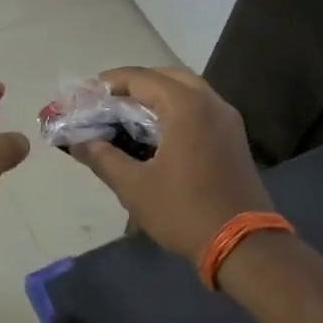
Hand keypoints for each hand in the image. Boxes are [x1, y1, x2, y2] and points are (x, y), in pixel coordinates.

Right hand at [68, 66, 271, 264]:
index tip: (85, 95)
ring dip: (157, 95)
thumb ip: (102, 157)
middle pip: (166, 76)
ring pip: (187, 90)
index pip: (140, 78)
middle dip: (135, 84)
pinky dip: (176, 109)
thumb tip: (78, 142)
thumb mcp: (134, 187)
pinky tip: (157, 132)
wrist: (244, 246)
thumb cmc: (185, 211)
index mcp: (186, 106)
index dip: (109, 83)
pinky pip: (200, 108)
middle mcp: (210, 102)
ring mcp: (227, 119)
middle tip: (108, 102)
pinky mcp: (234, 137)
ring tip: (128, 115)